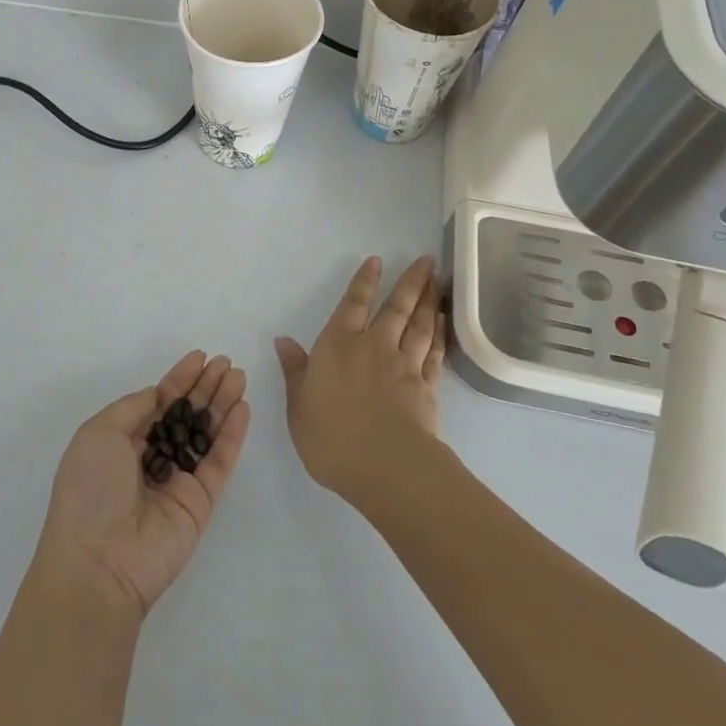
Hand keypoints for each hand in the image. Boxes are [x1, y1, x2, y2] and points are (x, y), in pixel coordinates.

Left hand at [36, 351, 249, 618]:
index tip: (200, 357)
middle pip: (186, 414)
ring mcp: (178, 480)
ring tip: (239, 376)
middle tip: (227, 363)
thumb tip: (159, 394)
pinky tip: (242, 408)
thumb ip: (133, 408)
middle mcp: (152, 457)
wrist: (98, 561)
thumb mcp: (99, 433)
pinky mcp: (200, 502)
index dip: (179, 379)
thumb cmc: (90, 488)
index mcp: (122, 441)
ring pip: (206, 433)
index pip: (158, 402)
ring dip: (222, 404)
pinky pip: (219, 461)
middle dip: (205, 387)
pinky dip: (231, 435)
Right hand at [275, 255, 446, 504]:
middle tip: (427, 260)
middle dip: (410, 282)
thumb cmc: (332, 437)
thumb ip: (295, 371)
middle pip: (396, 307)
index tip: (377, 261)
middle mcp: (373, 346)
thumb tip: (283, 340)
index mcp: (338, 346)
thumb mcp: (299, 406)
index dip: (364, 282)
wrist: (386, 466)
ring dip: (428, 301)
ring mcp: (404, 365)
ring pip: (419, 325)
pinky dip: (439, 335)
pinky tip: (443, 324)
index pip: (352, 305)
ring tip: (437, 283)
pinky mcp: (426, 387)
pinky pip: (434, 353)